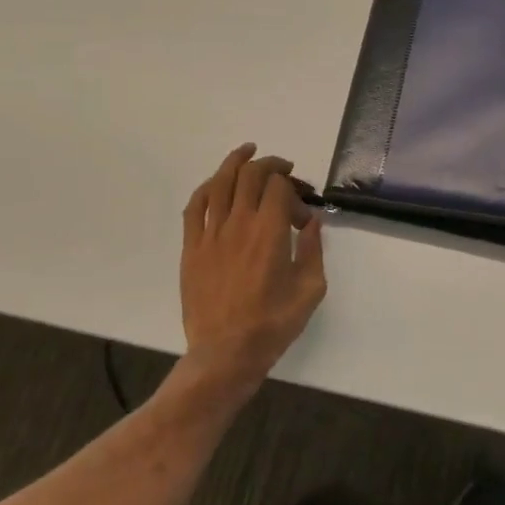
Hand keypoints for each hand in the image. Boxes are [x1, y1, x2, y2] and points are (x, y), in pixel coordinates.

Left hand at [178, 143, 326, 402]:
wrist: (226, 353)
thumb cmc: (273, 324)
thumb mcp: (310, 289)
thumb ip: (313, 250)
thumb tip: (312, 222)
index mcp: (269, 232)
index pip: (278, 187)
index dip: (295, 190)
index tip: (303, 213)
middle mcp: (238, 224)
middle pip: (250, 176)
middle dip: (270, 165)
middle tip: (283, 168)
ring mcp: (210, 234)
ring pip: (220, 183)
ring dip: (235, 162)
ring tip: (247, 151)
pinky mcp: (192, 248)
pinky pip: (195, 207)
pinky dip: (207, 188)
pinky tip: (216, 183)